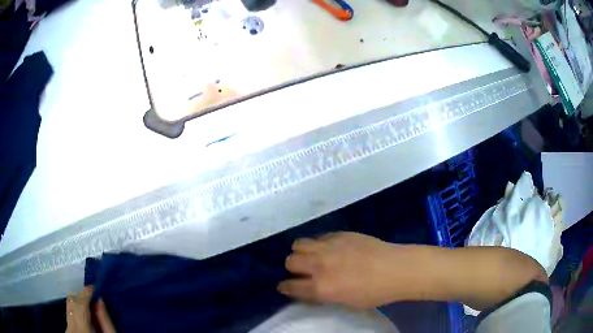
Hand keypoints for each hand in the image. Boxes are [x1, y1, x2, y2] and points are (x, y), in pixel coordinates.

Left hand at [66, 286, 115, 332]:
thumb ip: (105, 321)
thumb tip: (99, 301)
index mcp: (82, 329)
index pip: (80, 303)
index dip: (86, 293)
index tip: (93, 287)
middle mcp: (71, 326)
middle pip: (71, 302)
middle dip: (81, 296)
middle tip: (92, 297)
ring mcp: (67, 328)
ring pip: (69, 307)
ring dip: (78, 303)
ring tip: (88, 306)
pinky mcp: (67, 330)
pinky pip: (69, 314)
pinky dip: (75, 311)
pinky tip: (84, 317)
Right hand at [277, 232, 401, 308]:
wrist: (396, 269)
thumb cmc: (374, 293)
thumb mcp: (345, 302)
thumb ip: (324, 294)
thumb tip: (312, 288)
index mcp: (321, 287)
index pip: (291, 286)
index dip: (285, 287)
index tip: (285, 287)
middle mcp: (320, 265)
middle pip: (290, 261)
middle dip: (293, 268)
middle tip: (303, 272)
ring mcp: (329, 247)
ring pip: (299, 244)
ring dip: (302, 252)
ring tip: (313, 257)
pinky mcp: (340, 234)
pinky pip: (319, 237)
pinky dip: (319, 244)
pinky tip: (331, 249)